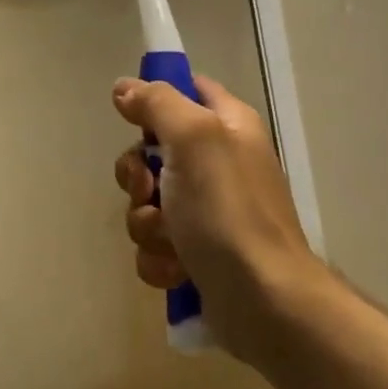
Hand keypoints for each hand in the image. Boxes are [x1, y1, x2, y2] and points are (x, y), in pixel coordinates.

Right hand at [112, 74, 312, 360]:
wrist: (263, 299)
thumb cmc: (228, 210)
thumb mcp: (194, 139)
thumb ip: (157, 104)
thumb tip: (124, 88)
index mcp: (227, 126)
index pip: (186, 90)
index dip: (154, 100)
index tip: (134, 122)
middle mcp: (218, 164)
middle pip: (151, 154)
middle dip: (138, 179)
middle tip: (150, 192)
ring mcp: (207, 212)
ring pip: (147, 204)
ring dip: (148, 226)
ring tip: (172, 241)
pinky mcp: (196, 253)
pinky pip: (154, 245)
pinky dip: (159, 259)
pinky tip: (178, 270)